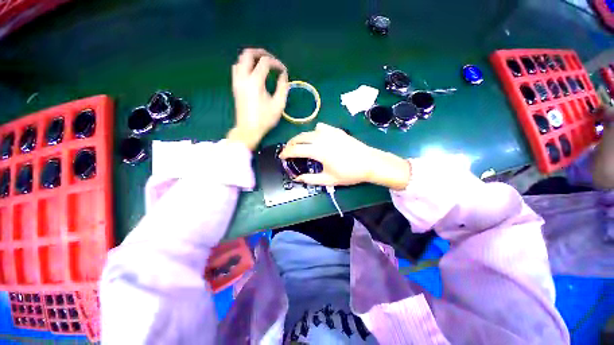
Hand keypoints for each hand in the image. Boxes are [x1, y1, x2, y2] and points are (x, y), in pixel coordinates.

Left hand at [226, 48, 289, 149]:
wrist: (248, 129)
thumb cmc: (265, 119)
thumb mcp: (278, 105)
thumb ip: (283, 87)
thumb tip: (283, 75)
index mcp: (255, 82)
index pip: (265, 62)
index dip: (276, 63)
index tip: (283, 71)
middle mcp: (243, 78)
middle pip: (248, 54)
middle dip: (261, 53)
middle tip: (271, 59)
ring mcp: (237, 81)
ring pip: (240, 59)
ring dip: (252, 58)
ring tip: (262, 64)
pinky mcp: (235, 86)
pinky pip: (237, 68)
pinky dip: (245, 65)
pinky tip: (253, 72)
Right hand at [279, 123, 411, 189]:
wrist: (369, 163)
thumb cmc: (349, 173)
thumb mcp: (328, 180)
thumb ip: (310, 179)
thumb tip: (297, 178)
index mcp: (318, 151)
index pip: (295, 149)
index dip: (286, 153)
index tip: (281, 157)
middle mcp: (321, 138)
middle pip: (299, 137)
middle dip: (290, 143)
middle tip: (287, 151)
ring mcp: (329, 132)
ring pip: (308, 131)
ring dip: (300, 138)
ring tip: (299, 145)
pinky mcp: (336, 130)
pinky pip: (320, 127)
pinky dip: (314, 132)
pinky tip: (316, 138)